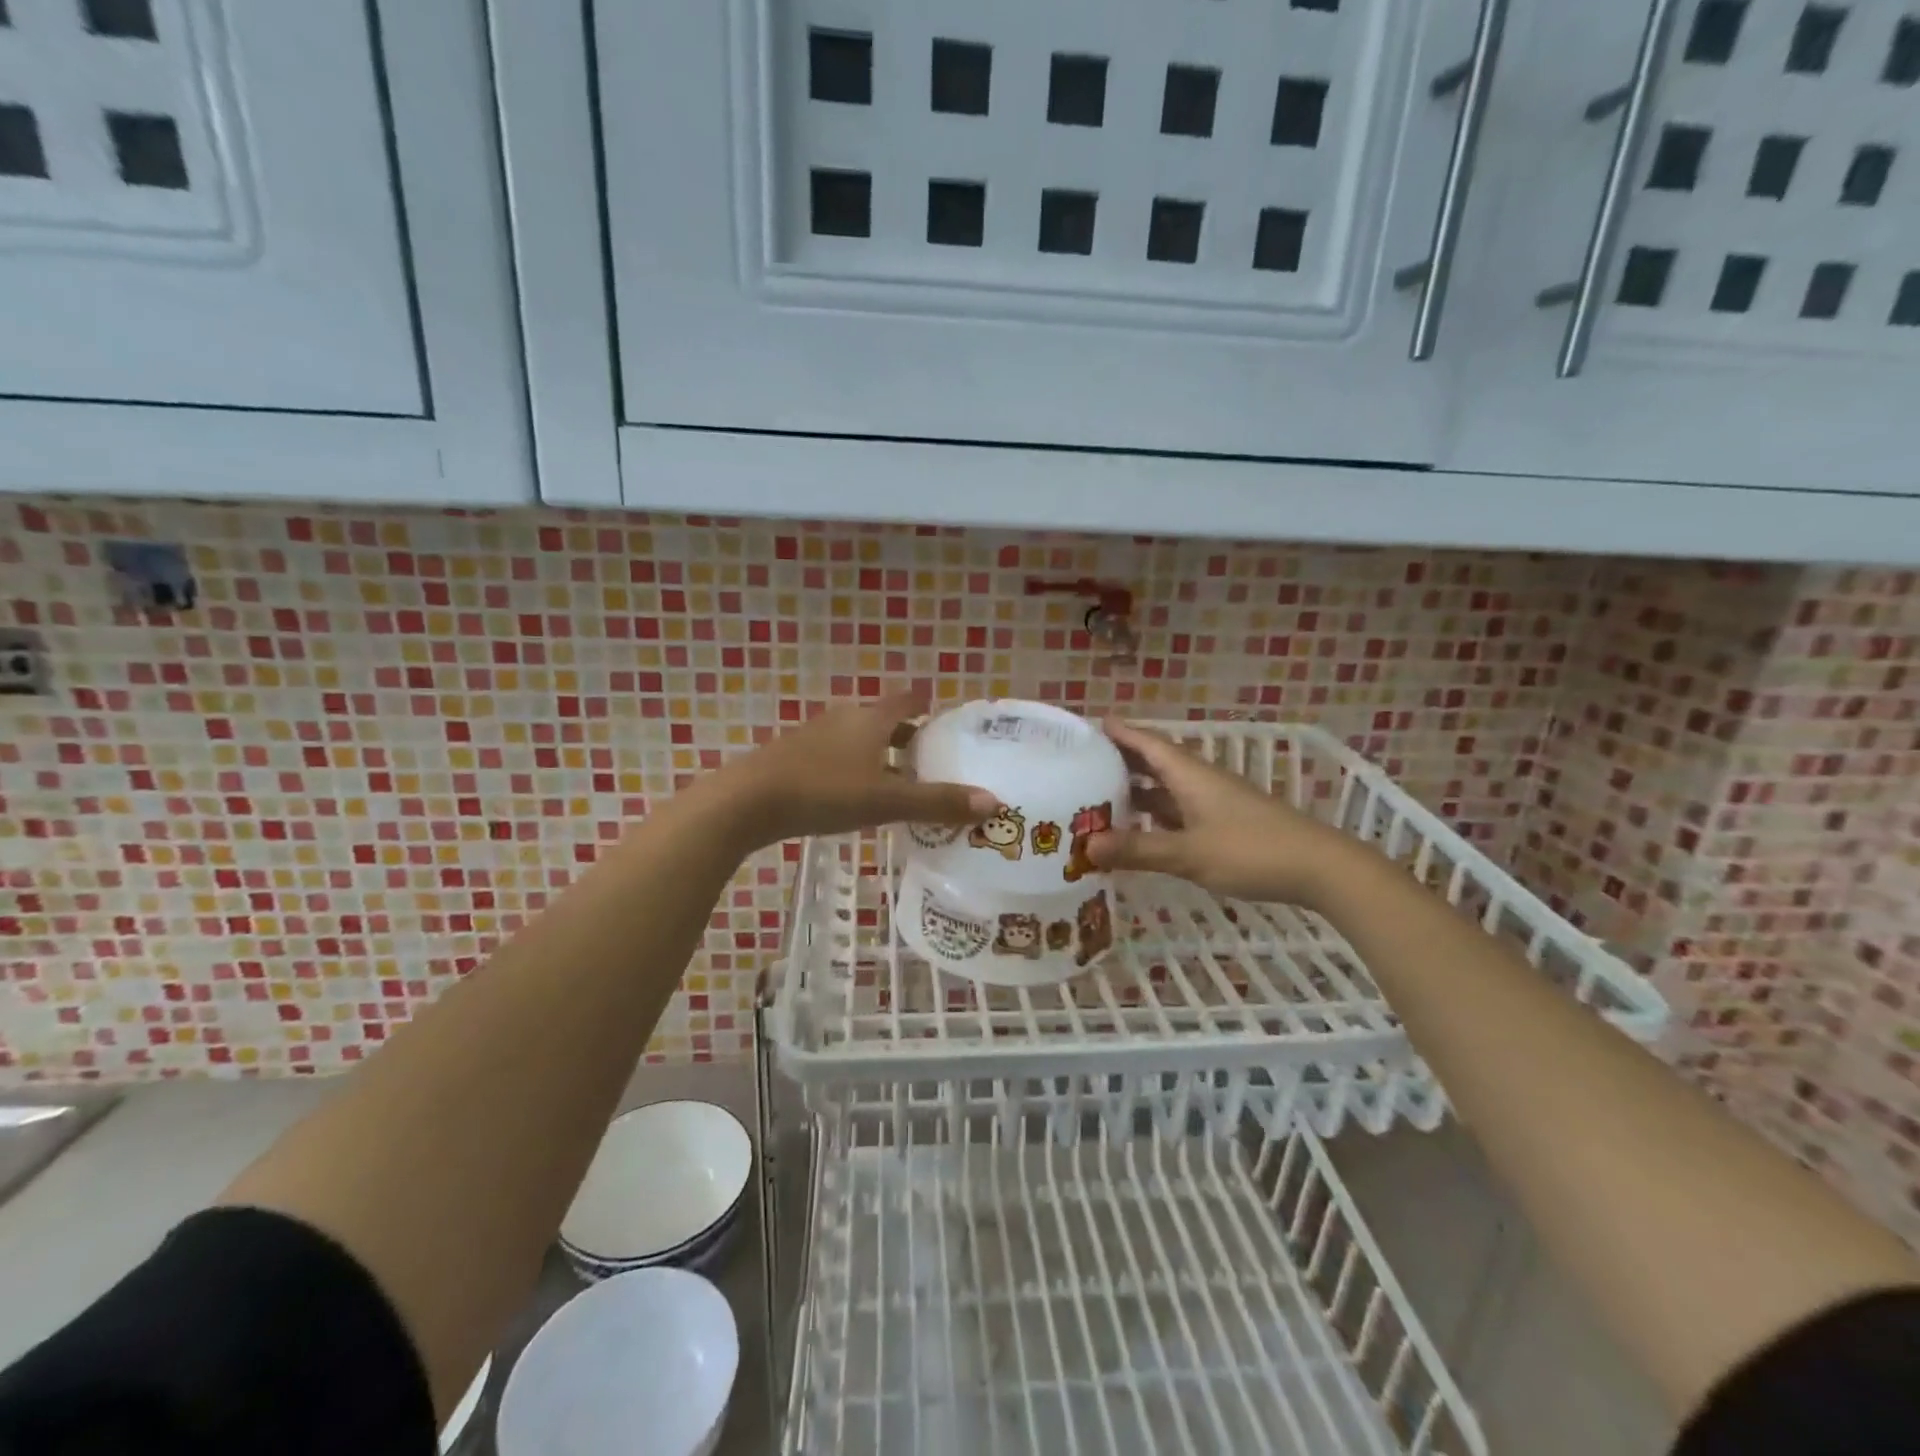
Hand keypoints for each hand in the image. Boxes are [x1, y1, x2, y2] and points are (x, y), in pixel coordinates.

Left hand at [719, 688, 997, 847]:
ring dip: (880, 754)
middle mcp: (844, 719)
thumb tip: (994, 802)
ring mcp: (815, 737)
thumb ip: (937, 802)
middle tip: (932, 756)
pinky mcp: (793, 758)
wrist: (747, 801)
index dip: (927, 703)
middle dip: (907, 735)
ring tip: (899, 779)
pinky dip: (855, 768)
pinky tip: (856, 794)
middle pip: (883, 720)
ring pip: (858, 740)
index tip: (944, 710)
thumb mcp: (886, 800)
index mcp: (870, 719)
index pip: (907, 700)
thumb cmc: (824, 792)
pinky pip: (836, 757)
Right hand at [1086, 719, 1363, 908]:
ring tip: (1099, 797)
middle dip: (1120, 760)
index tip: (1088, 725)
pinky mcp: (1224, 823)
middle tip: (1081, 763)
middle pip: (1154, 761)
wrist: (1319, 868)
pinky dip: (1155, 815)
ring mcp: (1214, 802)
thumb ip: (1138, 849)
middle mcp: (1199, 780)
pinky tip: (1140, 830)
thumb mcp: (1189, 853)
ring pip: (1166, 788)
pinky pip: (1178, 810)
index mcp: (1190, 774)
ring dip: (1136, 790)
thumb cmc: (1251, 851)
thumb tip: (1085, 846)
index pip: (1147, 742)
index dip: (1119, 732)